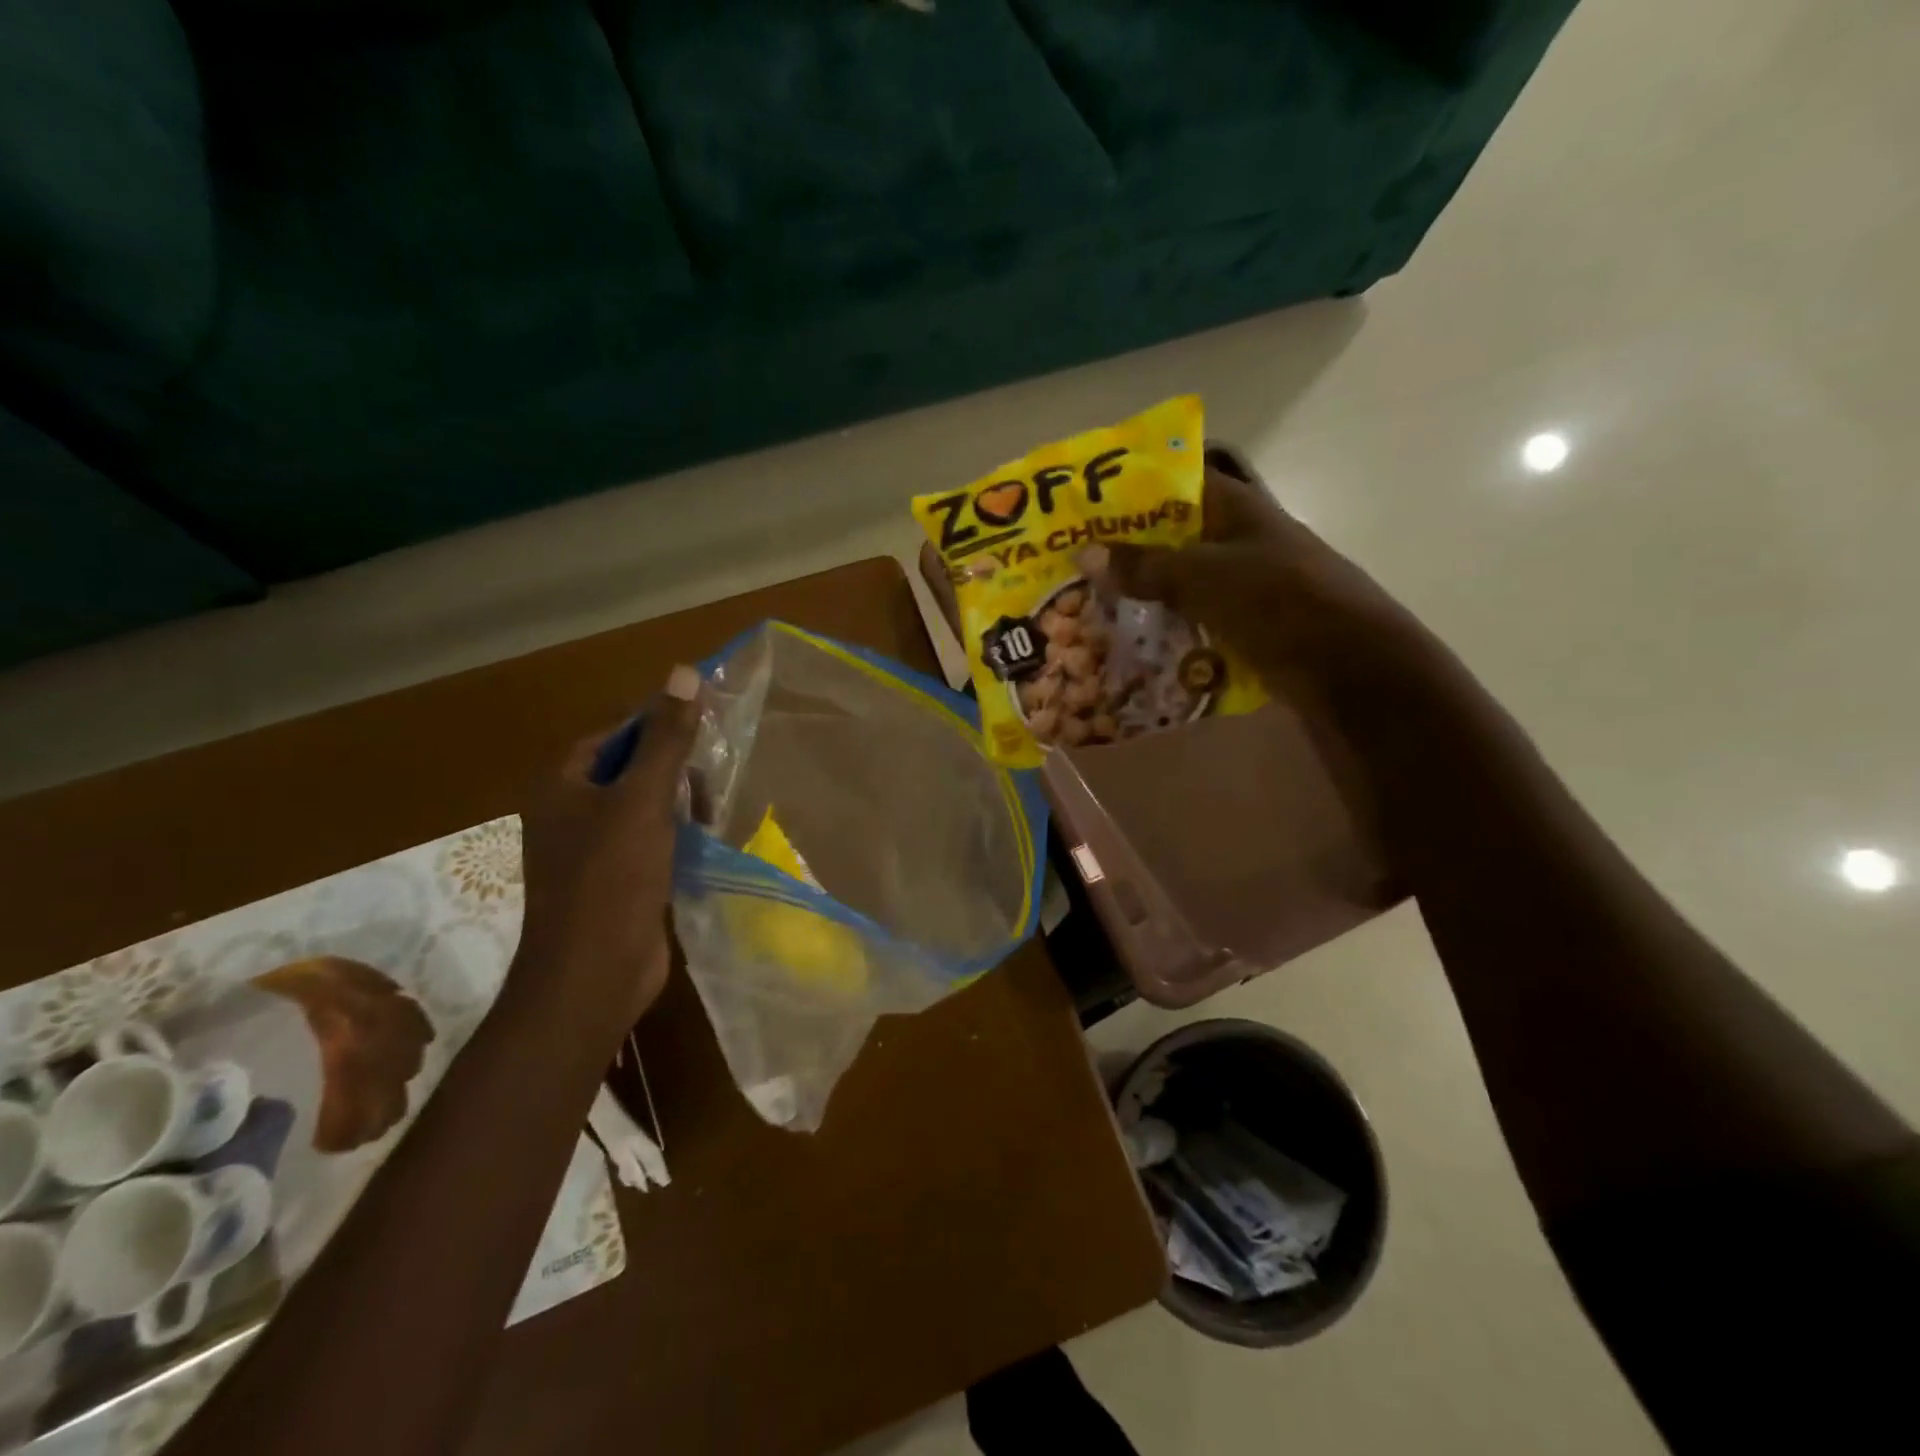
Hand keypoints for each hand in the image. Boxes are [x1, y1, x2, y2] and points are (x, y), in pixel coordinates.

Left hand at [516, 665, 701, 1025]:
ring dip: (679, 805)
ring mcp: (590, 850)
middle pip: (630, 768)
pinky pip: (648, 841)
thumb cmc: (611, 879)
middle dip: (674, 772)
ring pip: (643, 807)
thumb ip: (666, 739)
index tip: (704, 734)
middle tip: (709, 787)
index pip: (615, 734)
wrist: (593, 976)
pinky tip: (703, 843)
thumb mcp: (643, 800)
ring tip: (712, 816)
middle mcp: (569, 812)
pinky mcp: (614, 881)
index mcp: (561, 784)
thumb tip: (683, 671)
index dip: (658, 728)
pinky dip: (676, 837)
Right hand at [1081, 448, 1451, 713]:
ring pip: (1177, 581)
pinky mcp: (1243, 625)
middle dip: (1123, 549)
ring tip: (1084, 604)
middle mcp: (1236, 539)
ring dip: (1138, 593)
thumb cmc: (1280, 603)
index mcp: (1235, 507)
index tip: (1081, 507)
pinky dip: (1161, 626)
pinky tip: (1126, 640)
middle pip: (1169, 535)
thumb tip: (1085, 552)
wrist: (1350, 669)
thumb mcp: (1205, 576)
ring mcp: (1241, 584)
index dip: (1128, 489)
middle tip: (1069, 564)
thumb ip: (1146, 565)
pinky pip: (1190, 619)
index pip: (1173, 482)